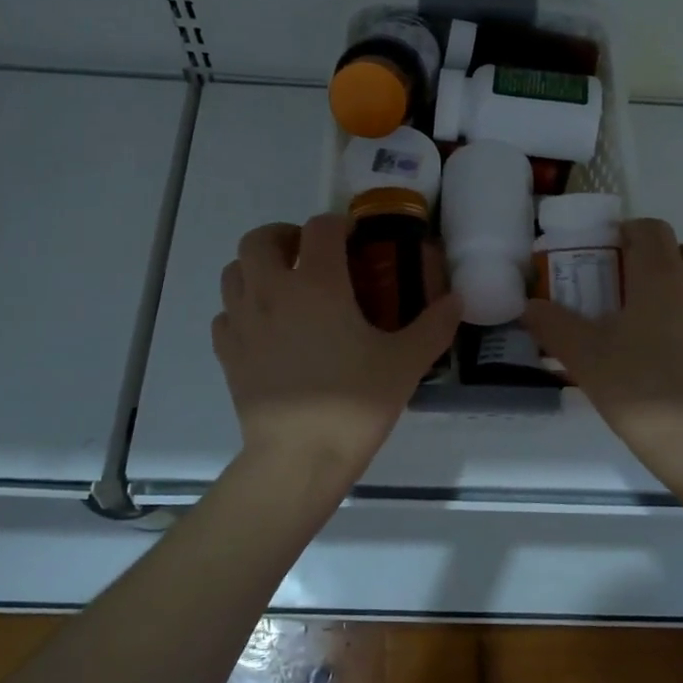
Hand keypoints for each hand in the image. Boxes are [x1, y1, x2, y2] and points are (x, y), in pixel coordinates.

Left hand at [213, 215, 461, 490]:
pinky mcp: (227, 352)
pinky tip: (265, 328)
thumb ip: (434, 326)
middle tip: (309, 256)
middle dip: (285, 236)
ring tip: (284, 287)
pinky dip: (242, 308)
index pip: (321, 227)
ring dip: (257, 267)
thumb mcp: (406, 363)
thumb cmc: (354, 403)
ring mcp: (243, 321)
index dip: (338, 224)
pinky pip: (226, 313)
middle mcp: (272, 291)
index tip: (354, 238)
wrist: (299, 458)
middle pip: (260, 238)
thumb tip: (456, 300)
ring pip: (234, 271)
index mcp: (318, 284)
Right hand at [522, 219, 682, 495]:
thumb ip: (553, 325)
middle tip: (646, 286)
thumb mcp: (583, 356)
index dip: (633, 232)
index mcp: (663, 275)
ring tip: (666, 327)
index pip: (652, 229)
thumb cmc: (638, 386)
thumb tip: (530, 307)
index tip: (615, 250)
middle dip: (674, 256)